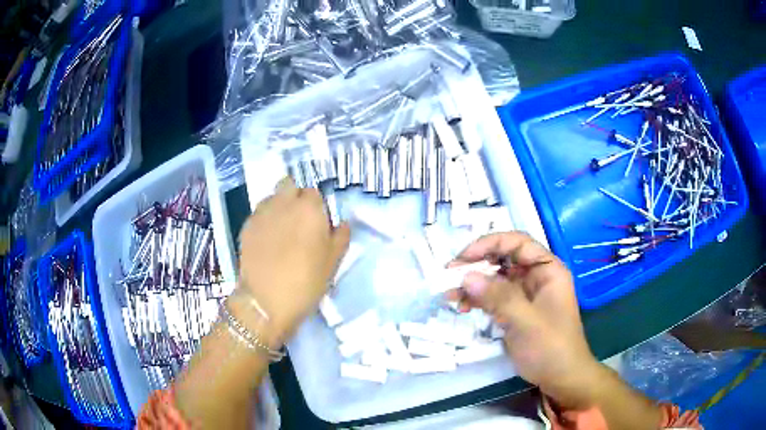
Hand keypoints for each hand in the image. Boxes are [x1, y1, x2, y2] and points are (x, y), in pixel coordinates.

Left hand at [234, 177, 349, 345]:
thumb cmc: (306, 281)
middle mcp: (284, 202)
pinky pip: (259, 214)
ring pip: (272, 198)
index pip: (314, 192)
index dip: (316, 206)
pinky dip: (265, 220)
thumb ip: (341, 237)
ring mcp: (262, 212)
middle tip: (299, 221)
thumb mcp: (333, 262)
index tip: (317, 224)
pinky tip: (267, 241)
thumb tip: (342, 223)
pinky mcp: (246, 225)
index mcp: (309, 208)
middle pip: (289, 185)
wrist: (266, 301)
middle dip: (295, 197)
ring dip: (279, 206)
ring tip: (281, 230)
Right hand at [449, 232, 600, 408]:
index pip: (517, 243)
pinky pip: (493, 297)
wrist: (560, 377)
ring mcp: (525, 294)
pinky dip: (477, 299)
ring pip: (495, 278)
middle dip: (476, 264)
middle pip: (503, 258)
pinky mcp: (515, 310)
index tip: (463, 257)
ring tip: (449, 294)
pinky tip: (462, 306)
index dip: (489, 244)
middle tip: (449, 275)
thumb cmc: (551, 347)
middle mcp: (536, 276)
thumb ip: (498, 297)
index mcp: (547, 269)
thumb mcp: (526, 322)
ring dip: (472, 283)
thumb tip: (466, 276)